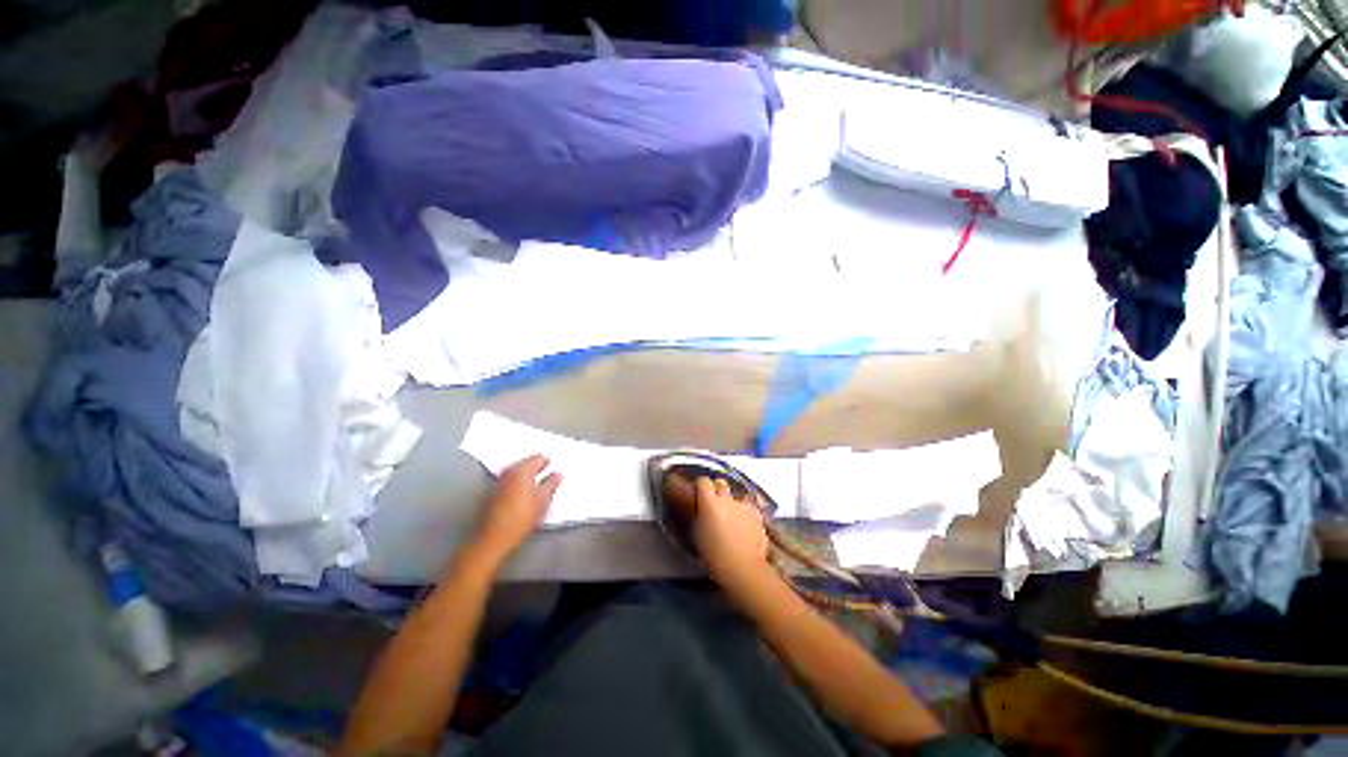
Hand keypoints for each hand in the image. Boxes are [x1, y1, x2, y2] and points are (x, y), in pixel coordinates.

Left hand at [474, 455, 561, 565]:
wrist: (492, 538)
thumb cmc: (521, 517)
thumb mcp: (543, 500)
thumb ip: (552, 484)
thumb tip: (558, 473)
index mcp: (521, 470)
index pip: (539, 458)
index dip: (549, 462)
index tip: (556, 469)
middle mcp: (508, 471)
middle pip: (527, 463)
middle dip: (538, 468)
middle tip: (549, 476)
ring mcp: (499, 481)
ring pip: (518, 472)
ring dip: (528, 477)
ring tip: (539, 486)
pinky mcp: (493, 492)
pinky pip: (511, 481)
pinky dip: (519, 483)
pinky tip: (525, 494)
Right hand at [682, 476, 772, 594]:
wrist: (742, 566)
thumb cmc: (713, 554)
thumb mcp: (697, 533)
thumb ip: (699, 515)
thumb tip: (700, 509)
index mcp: (709, 502)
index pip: (703, 481)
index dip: (701, 486)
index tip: (699, 493)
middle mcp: (726, 498)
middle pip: (721, 483)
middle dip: (717, 488)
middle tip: (714, 501)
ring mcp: (743, 505)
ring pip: (736, 495)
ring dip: (732, 501)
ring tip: (731, 514)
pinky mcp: (757, 514)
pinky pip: (748, 507)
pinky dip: (745, 512)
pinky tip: (745, 523)